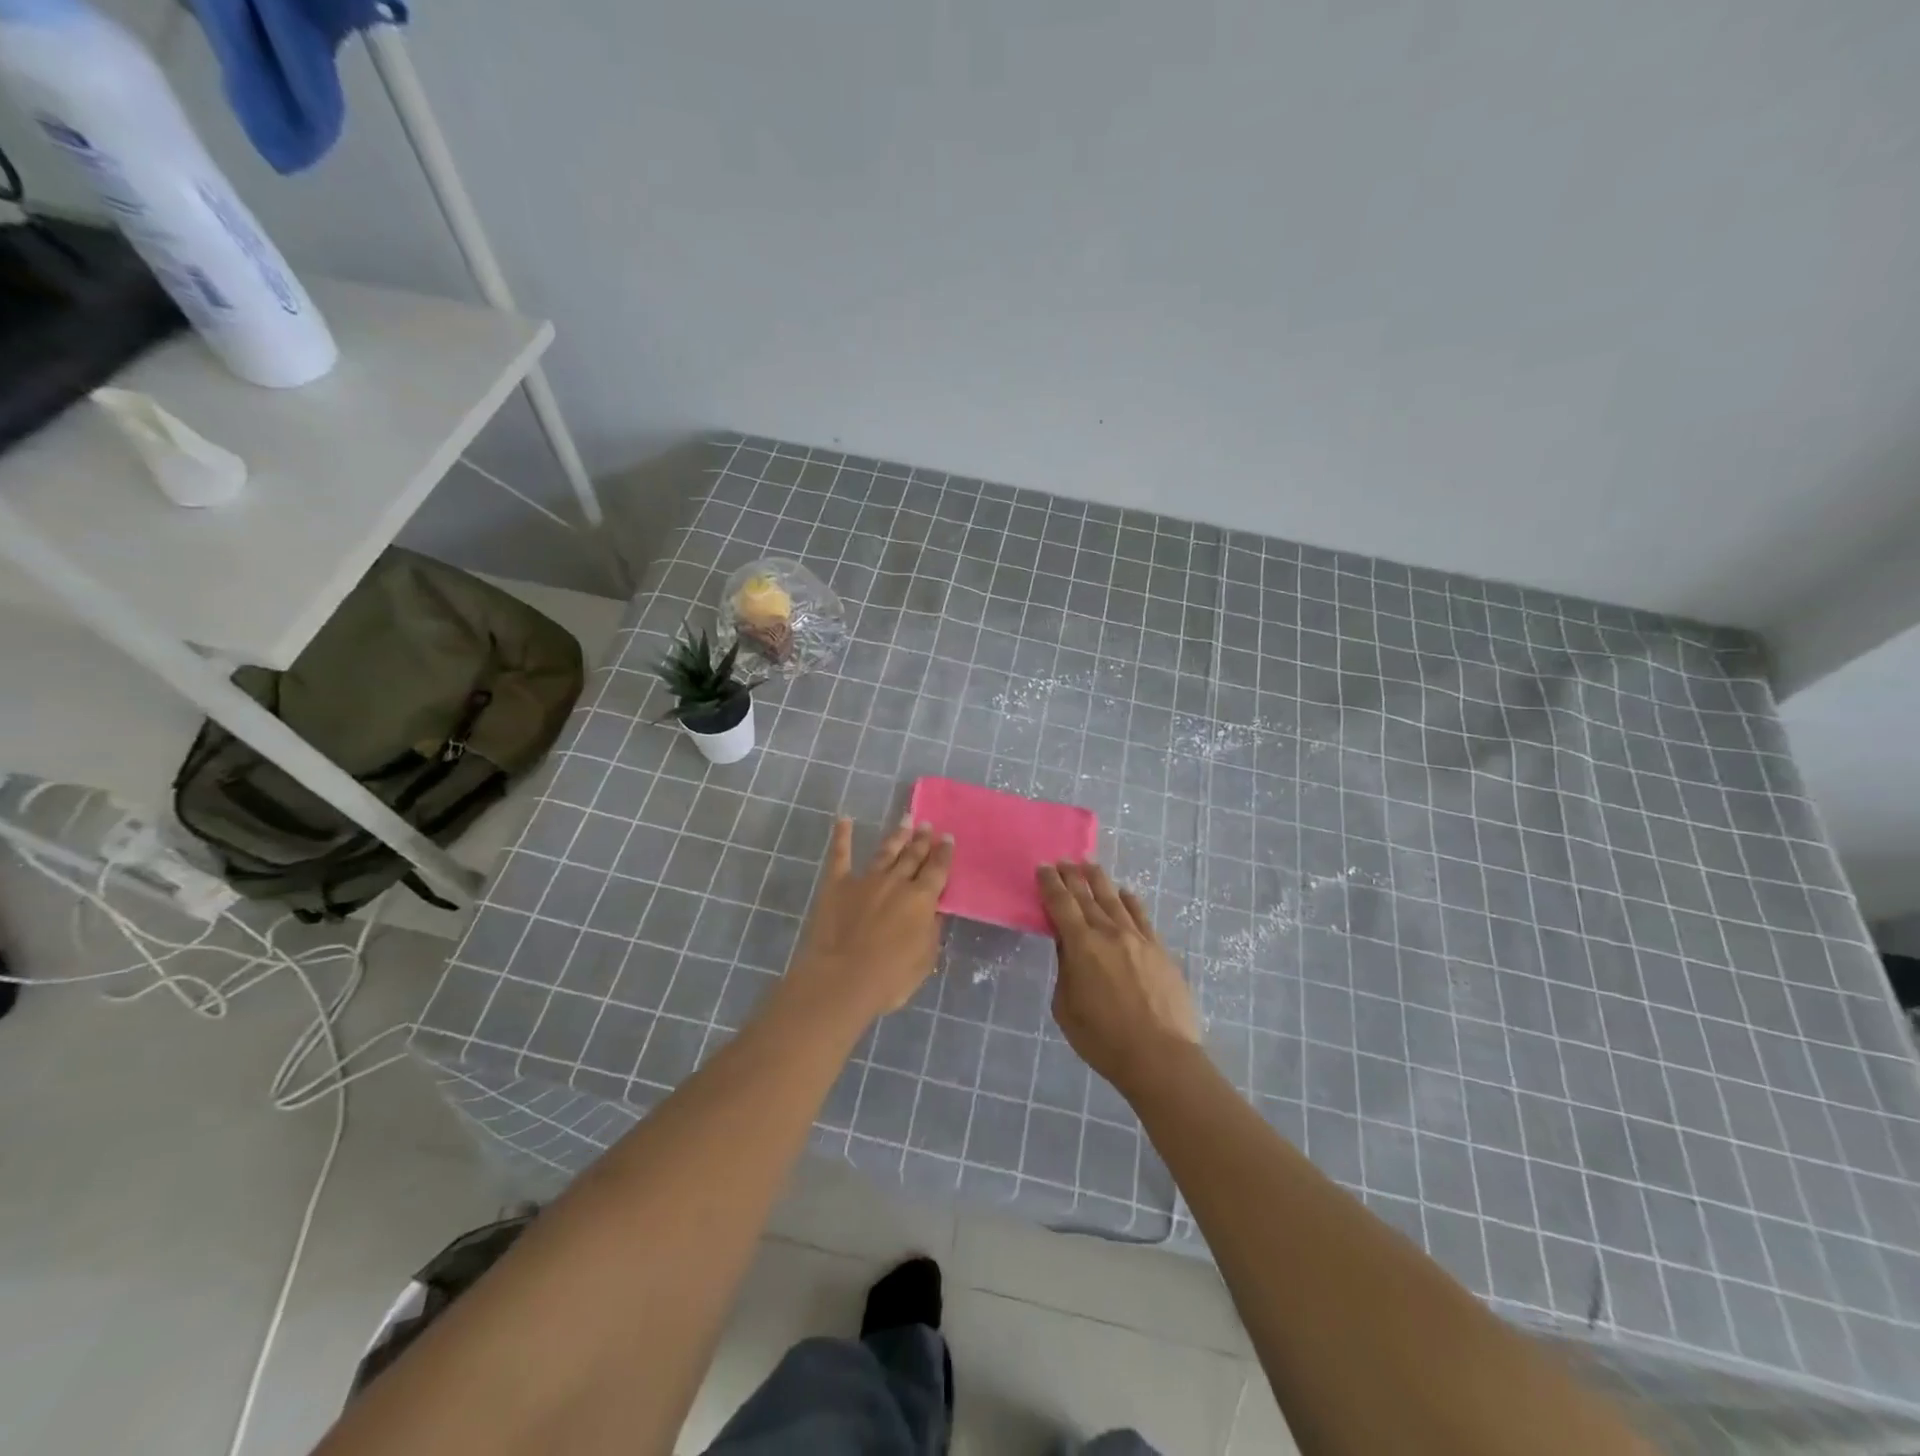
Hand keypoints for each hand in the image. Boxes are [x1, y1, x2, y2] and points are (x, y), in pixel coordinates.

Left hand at [784, 816, 953, 1025]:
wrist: (842, 979)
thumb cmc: (890, 977)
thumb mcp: (925, 959)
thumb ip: (931, 931)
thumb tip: (934, 911)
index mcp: (922, 899)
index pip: (938, 869)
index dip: (944, 853)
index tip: (948, 838)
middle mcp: (897, 882)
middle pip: (913, 856)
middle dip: (922, 839)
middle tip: (927, 824)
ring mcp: (866, 879)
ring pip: (886, 851)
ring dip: (897, 835)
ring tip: (905, 819)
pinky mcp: (837, 884)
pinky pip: (840, 855)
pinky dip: (841, 836)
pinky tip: (843, 820)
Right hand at [1039, 861, 1202, 1096]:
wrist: (1160, 1056)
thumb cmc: (1104, 1039)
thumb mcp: (1066, 1008)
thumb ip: (1065, 971)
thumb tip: (1069, 947)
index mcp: (1081, 946)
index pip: (1061, 904)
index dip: (1050, 884)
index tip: (1042, 868)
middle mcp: (1109, 933)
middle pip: (1087, 896)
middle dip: (1072, 876)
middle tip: (1063, 861)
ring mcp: (1138, 939)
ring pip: (1115, 900)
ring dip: (1099, 880)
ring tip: (1089, 866)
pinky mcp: (1160, 950)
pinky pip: (1142, 916)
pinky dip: (1130, 900)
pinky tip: (1125, 893)